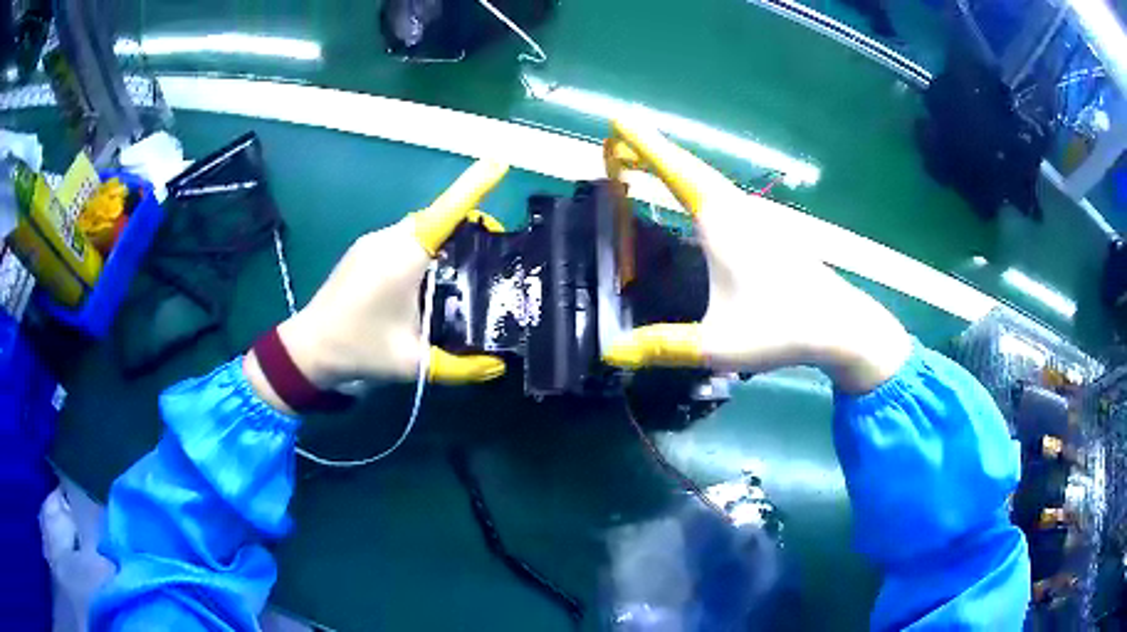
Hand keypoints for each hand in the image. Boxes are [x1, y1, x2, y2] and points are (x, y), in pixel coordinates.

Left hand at [246, 160, 509, 411]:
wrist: (308, 350)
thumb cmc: (359, 349)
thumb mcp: (413, 363)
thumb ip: (461, 367)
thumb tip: (499, 366)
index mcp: (404, 257)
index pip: (447, 212)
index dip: (474, 186)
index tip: (500, 162)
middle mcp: (388, 239)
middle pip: (438, 218)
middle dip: (468, 227)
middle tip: (493, 257)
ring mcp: (372, 242)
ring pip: (421, 228)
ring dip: (445, 240)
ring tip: (465, 272)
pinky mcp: (363, 251)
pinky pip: (404, 238)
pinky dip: (425, 248)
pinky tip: (429, 280)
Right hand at [602, 120, 910, 393]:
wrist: (842, 326)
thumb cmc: (782, 328)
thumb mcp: (718, 345)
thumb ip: (663, 347)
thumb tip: (611, 354)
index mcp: (723, 224)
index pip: (676, 173)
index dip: (644, 146)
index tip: (618, 121)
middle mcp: (738, 211)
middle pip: (689, 169)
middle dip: (651, 152)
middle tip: (617, 143)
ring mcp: (757, 219)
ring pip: (707, 181)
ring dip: (674, 168)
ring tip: (644, 166)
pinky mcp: (768, 231)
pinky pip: (722, 196)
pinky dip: (696, 187)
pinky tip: (693, 203)